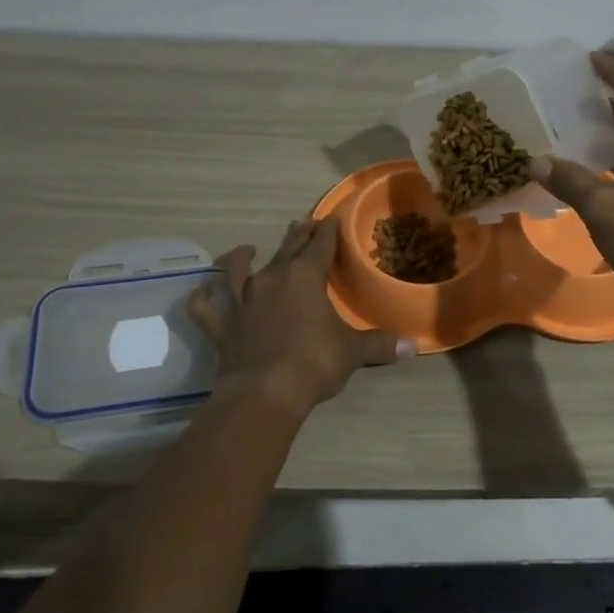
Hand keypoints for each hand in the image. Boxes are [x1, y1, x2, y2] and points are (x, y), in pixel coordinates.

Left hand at [188, 217, 414, 416]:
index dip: (328, 231)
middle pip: (285, 248)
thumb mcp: (353, 352)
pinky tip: (200, 292)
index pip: (320, 245)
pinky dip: (201, 299)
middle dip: (297, 235)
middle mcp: (271, 279)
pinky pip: (205, 308)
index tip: (332, 219)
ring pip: (239, 270)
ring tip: (247, 249)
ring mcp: (242, 301)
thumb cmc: (314, 363)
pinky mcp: (221, 326)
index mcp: (304, 277)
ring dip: (242, 257)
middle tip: (303, 223)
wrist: (265, 393)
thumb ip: (380, 344)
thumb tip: (413, 345)